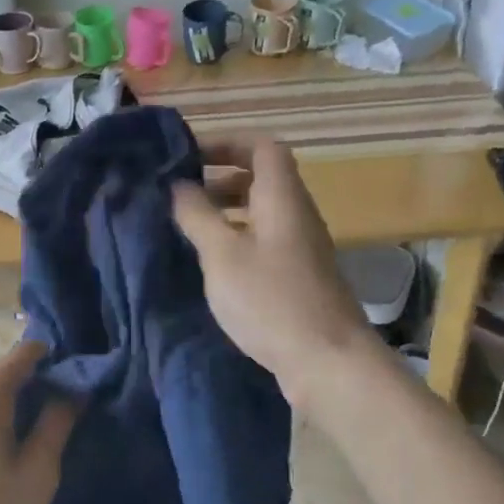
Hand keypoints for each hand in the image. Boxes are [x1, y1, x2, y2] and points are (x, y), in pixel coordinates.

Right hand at [172, 138, 376, 413]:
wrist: (326, 360)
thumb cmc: (270, 299)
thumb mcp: (222, 254)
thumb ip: (197, 215)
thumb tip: (177, 185)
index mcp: (282, 197)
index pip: (261, 146)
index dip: (225, 143)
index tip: (187, 157)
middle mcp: (296, 214)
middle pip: (261, 178)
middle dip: (218, 179)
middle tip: (179, 196)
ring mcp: (300, 247)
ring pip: (260, 213)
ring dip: (225, 212)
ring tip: (187, 230)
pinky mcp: (297, 277)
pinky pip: (263, 242)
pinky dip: (236, 240)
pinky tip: (211, 265)